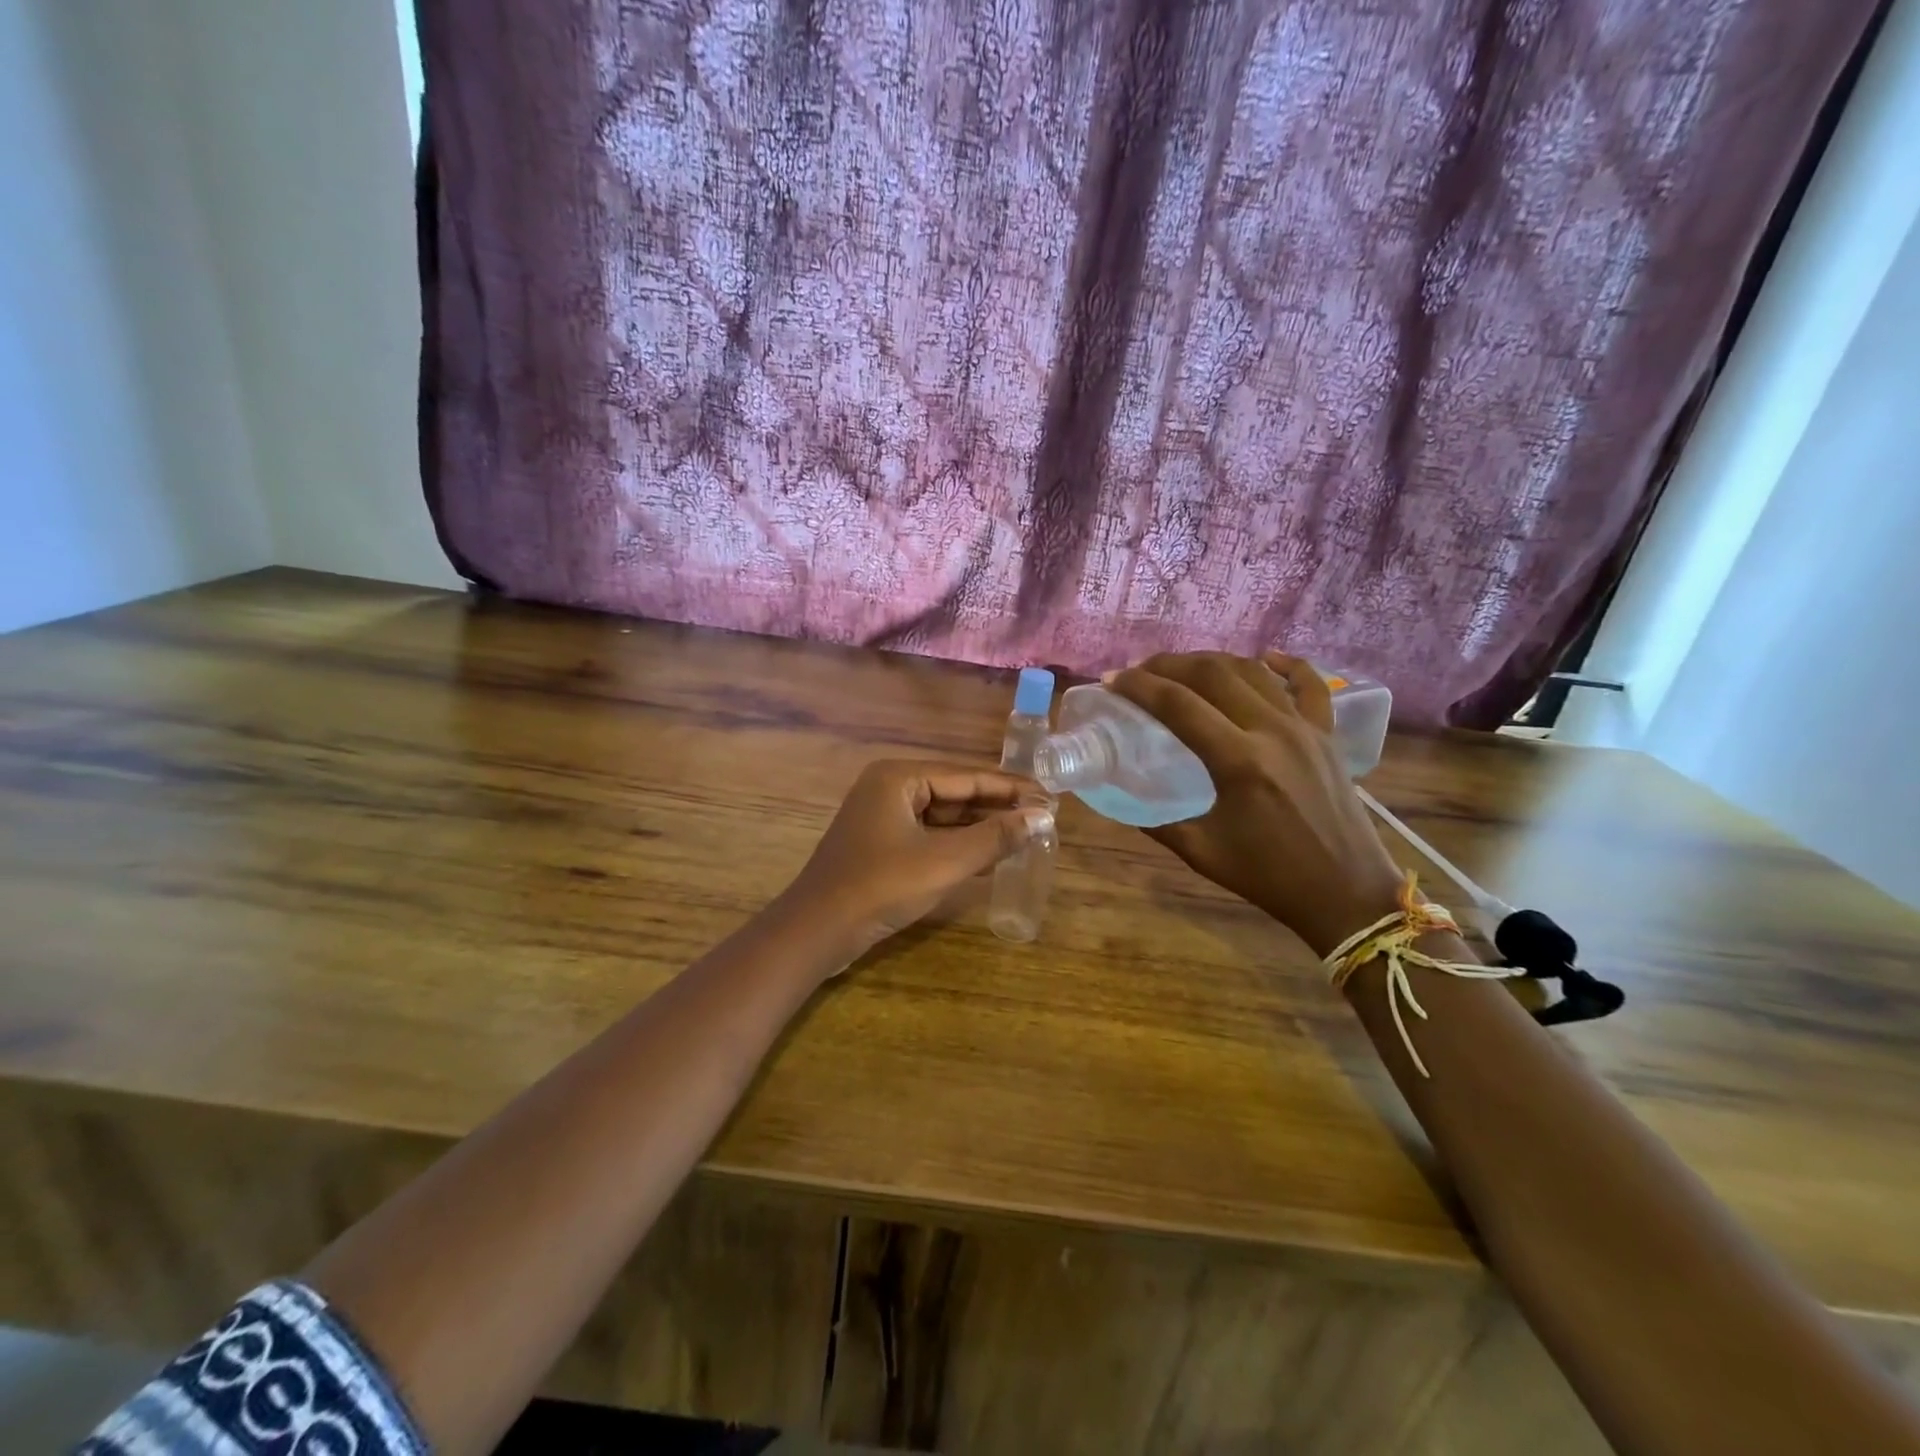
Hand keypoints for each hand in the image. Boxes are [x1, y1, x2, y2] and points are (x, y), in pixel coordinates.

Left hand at [784, 760, 1052, 959]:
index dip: (1011, 788)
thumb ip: (994, 837)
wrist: (817, 932)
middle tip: (1043, 817)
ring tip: (1026, 834)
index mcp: (899, 777)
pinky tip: (991, 855)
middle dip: (998, 807)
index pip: (967, 776)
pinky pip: (929, 836)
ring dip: (981, 828)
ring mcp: (883, 818)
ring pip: (943, 817)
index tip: (1050, 796)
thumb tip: (1041, 817)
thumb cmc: (881, 887)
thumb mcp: (944, 861)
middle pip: (955, 793)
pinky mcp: (882, 846)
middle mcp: (890, 788)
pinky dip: (959, 845)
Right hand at [1107, 652, 1404, 957]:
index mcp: (1238, 761)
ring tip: (1182, 667)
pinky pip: (1309, 684)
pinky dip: (1285, 664)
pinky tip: (1264, 657)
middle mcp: (1272, 731)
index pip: (1177, 704)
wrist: (1346, 893)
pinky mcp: (1327, 734)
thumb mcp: (1202, 852)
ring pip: (1252, 671)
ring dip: (1211, 661)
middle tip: (1139, 670)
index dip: (1138, 686)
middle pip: (1212, 674)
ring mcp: (1305, 727)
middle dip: (1168, 664)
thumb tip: (1121, 797)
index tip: (1112, 680)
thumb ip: (1157, 822)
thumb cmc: (1270, 877)